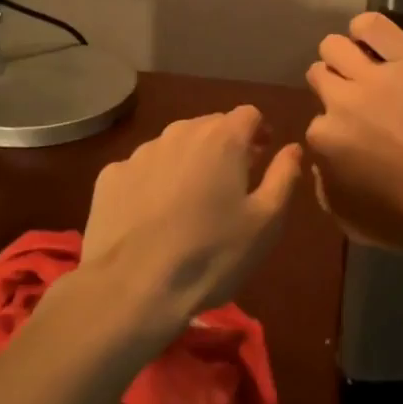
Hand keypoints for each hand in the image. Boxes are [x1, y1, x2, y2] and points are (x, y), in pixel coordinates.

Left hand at [80, 106, 302, 337]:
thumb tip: (293, 148)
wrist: (132, 289)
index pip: (249, 114)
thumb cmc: (211, 254)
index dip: (260, 132)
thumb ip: (284, 176)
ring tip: (191, 201)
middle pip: (210, 125)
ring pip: (174, 145)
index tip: (263, 158)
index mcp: (222, 138)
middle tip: (231, 183)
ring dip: (188, 161)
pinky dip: (153, 181)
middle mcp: (180, 133)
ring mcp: (140, 153)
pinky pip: (141, 168)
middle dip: (225, 145)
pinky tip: (153, 215)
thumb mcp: (266, 222)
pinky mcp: (109, 177)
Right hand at [304, 13, 402, 262]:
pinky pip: (371, 25)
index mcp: (324, 140)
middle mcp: (340, 100)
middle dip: (335, 86)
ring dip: (345, 56)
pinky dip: (368, 31)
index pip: (316, 123)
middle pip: (319, 74)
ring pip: (335, 45)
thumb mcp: (353, 221)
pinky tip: (379, 43)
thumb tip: (321, 164)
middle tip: (362, 100)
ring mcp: (374, 74)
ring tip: (368, 66)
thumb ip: (326, 187)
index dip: (337, 128)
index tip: (356, 136)